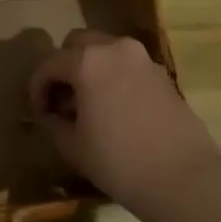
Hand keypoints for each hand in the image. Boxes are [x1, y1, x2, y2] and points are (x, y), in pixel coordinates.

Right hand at [28, 29, 217, 209]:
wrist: (183, 178)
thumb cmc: (119, 161)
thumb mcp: (73, 146)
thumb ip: (54, 123)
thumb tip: (51, 115)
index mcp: (87, 60)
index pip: (49, 64)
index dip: (37, 88)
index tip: (38, 113)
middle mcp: (115, 48)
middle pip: (78, 44)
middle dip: (64, 67)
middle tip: (61, 100)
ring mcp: (143, 59)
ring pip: (105, 51)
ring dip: (90, 69)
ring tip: (87, 104)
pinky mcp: (162, 74)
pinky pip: (127, 66)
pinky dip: (113, 77)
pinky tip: (114, 109)